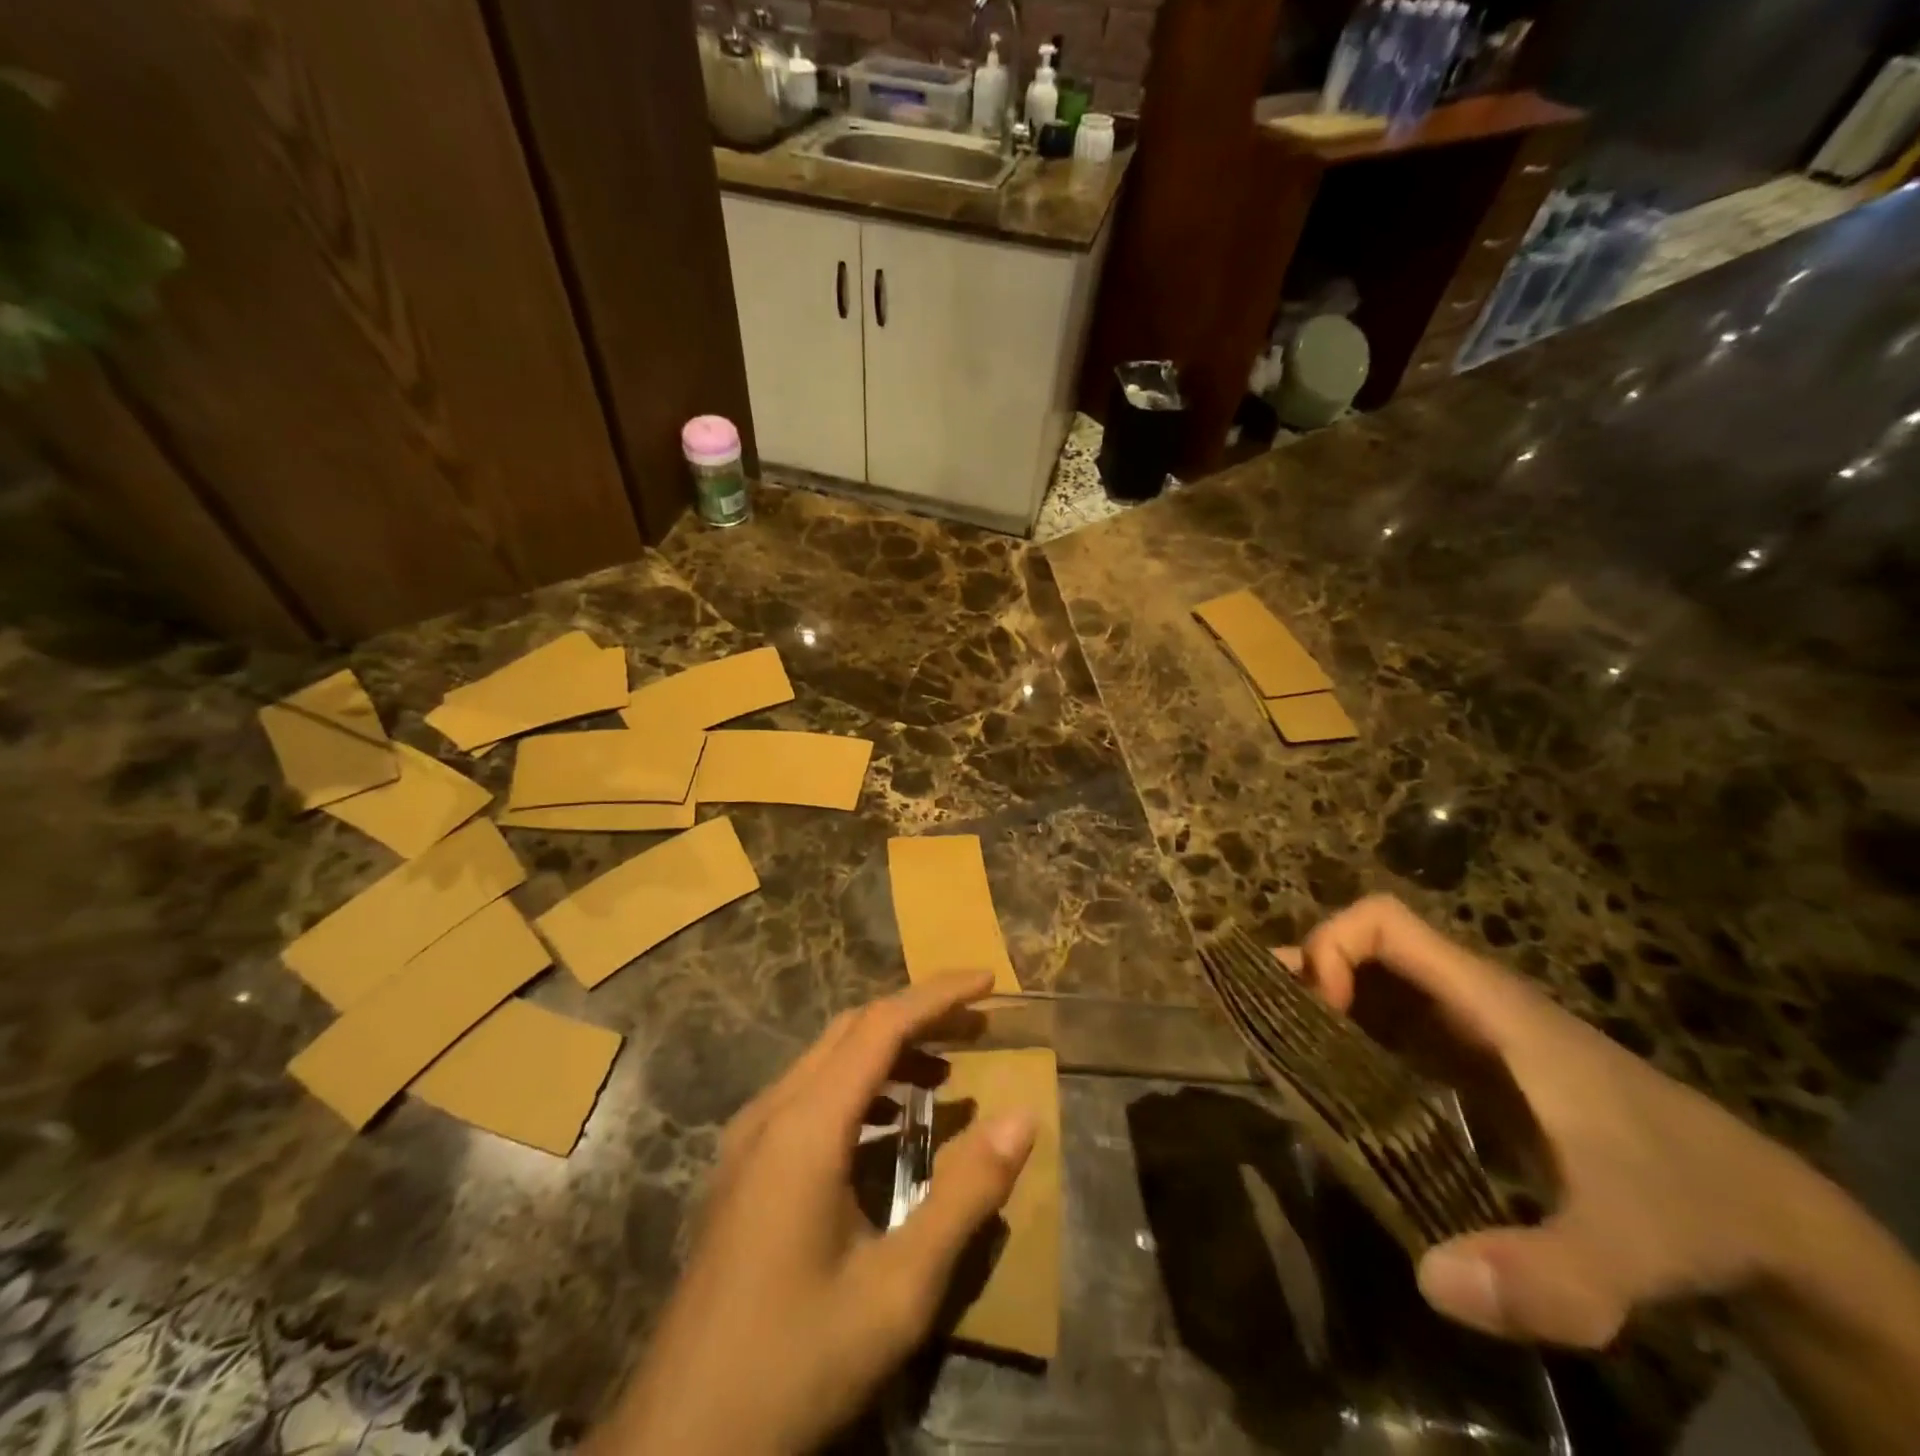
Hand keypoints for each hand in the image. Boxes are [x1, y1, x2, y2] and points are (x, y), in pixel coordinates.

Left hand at [588, 971, 1036, 1455]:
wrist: (679, 1445)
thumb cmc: (795, 1363)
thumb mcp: (898, 1291)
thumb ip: (964, 1197)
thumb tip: (1023, 1118)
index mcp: (806, 1126)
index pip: (881, 1025)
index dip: (938, 995)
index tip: (989, 981)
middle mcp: (771, 1112)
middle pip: (852, 1030)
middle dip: (918, 1015)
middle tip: (978, 1025)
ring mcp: (748, 1139)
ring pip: (826, 1059)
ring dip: (888, 1050)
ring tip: (946, 1073)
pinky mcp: (742, 1169)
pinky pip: (808, 1095)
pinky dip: (858, 1086)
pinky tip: (888, 1126)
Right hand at [1293, 895, 1834, 1348]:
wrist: (1759, 1216)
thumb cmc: (1684, 1203)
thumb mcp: (1625, 1250)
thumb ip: (1544, 1273)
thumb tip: (1427, 1279)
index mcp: (1489, 1003)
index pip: (1384, 922)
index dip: (1331, 947)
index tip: (1315, 1012)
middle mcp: (1467, 1001)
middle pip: (1362, 947)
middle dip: (1305, 974)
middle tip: (1268, 1032)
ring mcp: (1467, 1031)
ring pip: (1370, 984)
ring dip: (1317, 1004)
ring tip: (1277, 1053)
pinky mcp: (1467, 1064)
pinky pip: (1387, 1025)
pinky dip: (1344, 1036)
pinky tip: (1328, 1087)